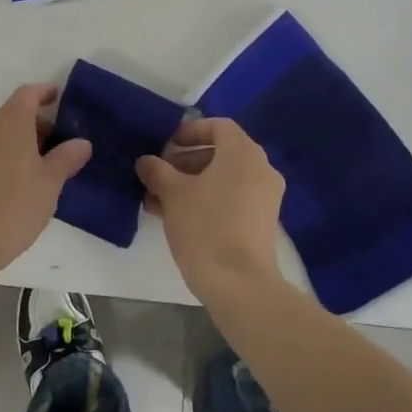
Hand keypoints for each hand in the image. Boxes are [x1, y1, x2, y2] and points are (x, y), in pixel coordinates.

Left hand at [0, 84, 91, 270]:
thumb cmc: (14, 203)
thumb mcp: (50, 182)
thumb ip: (66, 158)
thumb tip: (81, 143)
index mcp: (11, 121)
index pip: (28, 94)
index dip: (45, 92)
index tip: (59, 97)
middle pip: (14, 112)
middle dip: (37, 122)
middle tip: (60, 143)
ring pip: (1, 133)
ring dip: (22, 140)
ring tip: (44, 165)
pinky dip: (7, 154)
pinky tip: (21, 180)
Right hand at [136, 117, 286, 306]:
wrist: (239, 285)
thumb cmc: (205, 226)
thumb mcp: (172, 194)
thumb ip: (157, 171)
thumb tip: (146, 161)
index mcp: (243, 153)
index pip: (217, 126)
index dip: (189, 132)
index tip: (165, 147)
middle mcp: (260, 169)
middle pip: (220, 153)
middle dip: (185, 161)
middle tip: (158, 175)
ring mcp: (265, 197)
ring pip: (223, 178)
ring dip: (191, 183)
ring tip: (159, 200)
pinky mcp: (262, 222)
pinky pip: (232, 198)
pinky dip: (207, 200)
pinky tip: (177, 218)